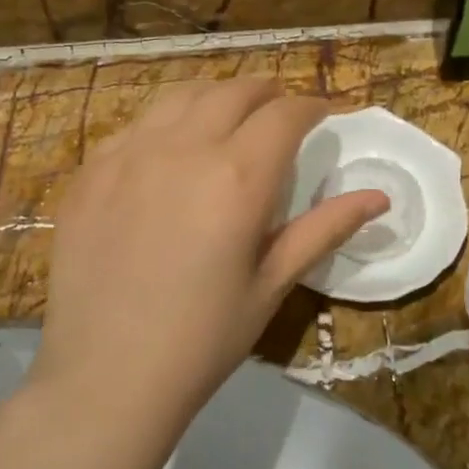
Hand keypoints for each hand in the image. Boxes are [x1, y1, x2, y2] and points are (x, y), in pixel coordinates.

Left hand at [36, 80, 385, 418]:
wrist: (105, 378)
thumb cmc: (203, 338)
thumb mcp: (273, 284)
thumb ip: (324, 229)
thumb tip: (379, 198)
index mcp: (238, 176)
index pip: (285, 114)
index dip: (311, 107)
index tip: (324, 115)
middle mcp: (183, 148)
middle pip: (234, 91)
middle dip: (267, 92)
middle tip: (281, 112)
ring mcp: (128, 154)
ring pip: (181, 95)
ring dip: (216, 96)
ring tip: (229, 117)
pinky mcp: (90, 171)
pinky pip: (135, 125)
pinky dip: (166, 122)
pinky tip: (169, 151)